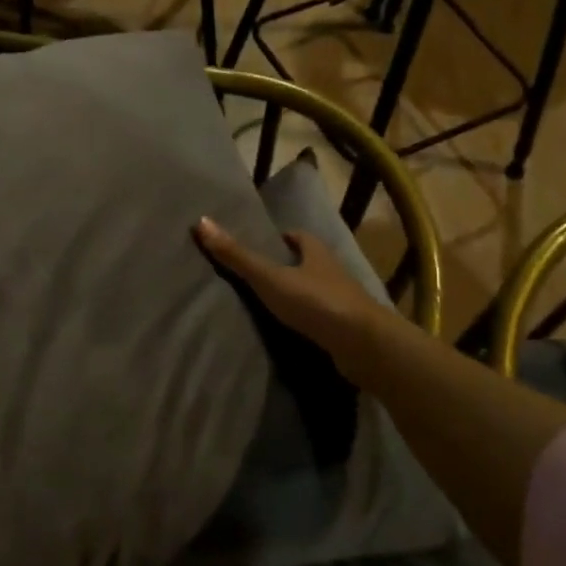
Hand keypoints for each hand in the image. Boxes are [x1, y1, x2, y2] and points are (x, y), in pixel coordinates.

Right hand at [193, 217, 399, 389]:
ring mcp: (344, 302)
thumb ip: (236, 256)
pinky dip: (309, 321)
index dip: (282, 239)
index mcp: (317, 253)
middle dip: (290, 266)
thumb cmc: (315, 302)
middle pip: (309, 263)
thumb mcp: (269, 277)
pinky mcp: (348, 330)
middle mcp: (333, 272)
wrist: (364, 344)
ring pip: (318, 291)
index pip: (299, 237)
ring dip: (300, 295)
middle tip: (261, 274)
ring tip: (272, 305)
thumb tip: (201, 221)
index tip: (264, 245)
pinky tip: (293, 331)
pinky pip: (324, 319)